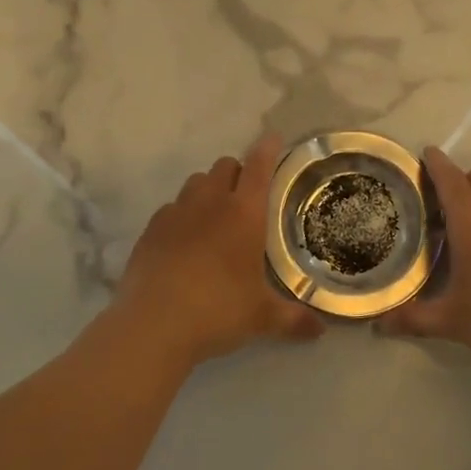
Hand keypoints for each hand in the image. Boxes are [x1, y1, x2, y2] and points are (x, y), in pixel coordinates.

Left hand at [110, 134, 323, 366]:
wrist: (153, 325)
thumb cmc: (218, 311)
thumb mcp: (261, 318)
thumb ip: (292, 319)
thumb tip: (320, 331)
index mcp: (244, 214)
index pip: (259, 167)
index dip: (267, 149)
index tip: (272, 138)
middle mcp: (209, 203)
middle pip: (224, 166)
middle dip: (237, 172)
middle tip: (246, 195)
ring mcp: (175, 213)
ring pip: (194, 183)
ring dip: (208, 190)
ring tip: (214, 217)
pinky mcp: (150, 230)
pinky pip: (170, 208)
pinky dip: (182, 215)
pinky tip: (184, 241)